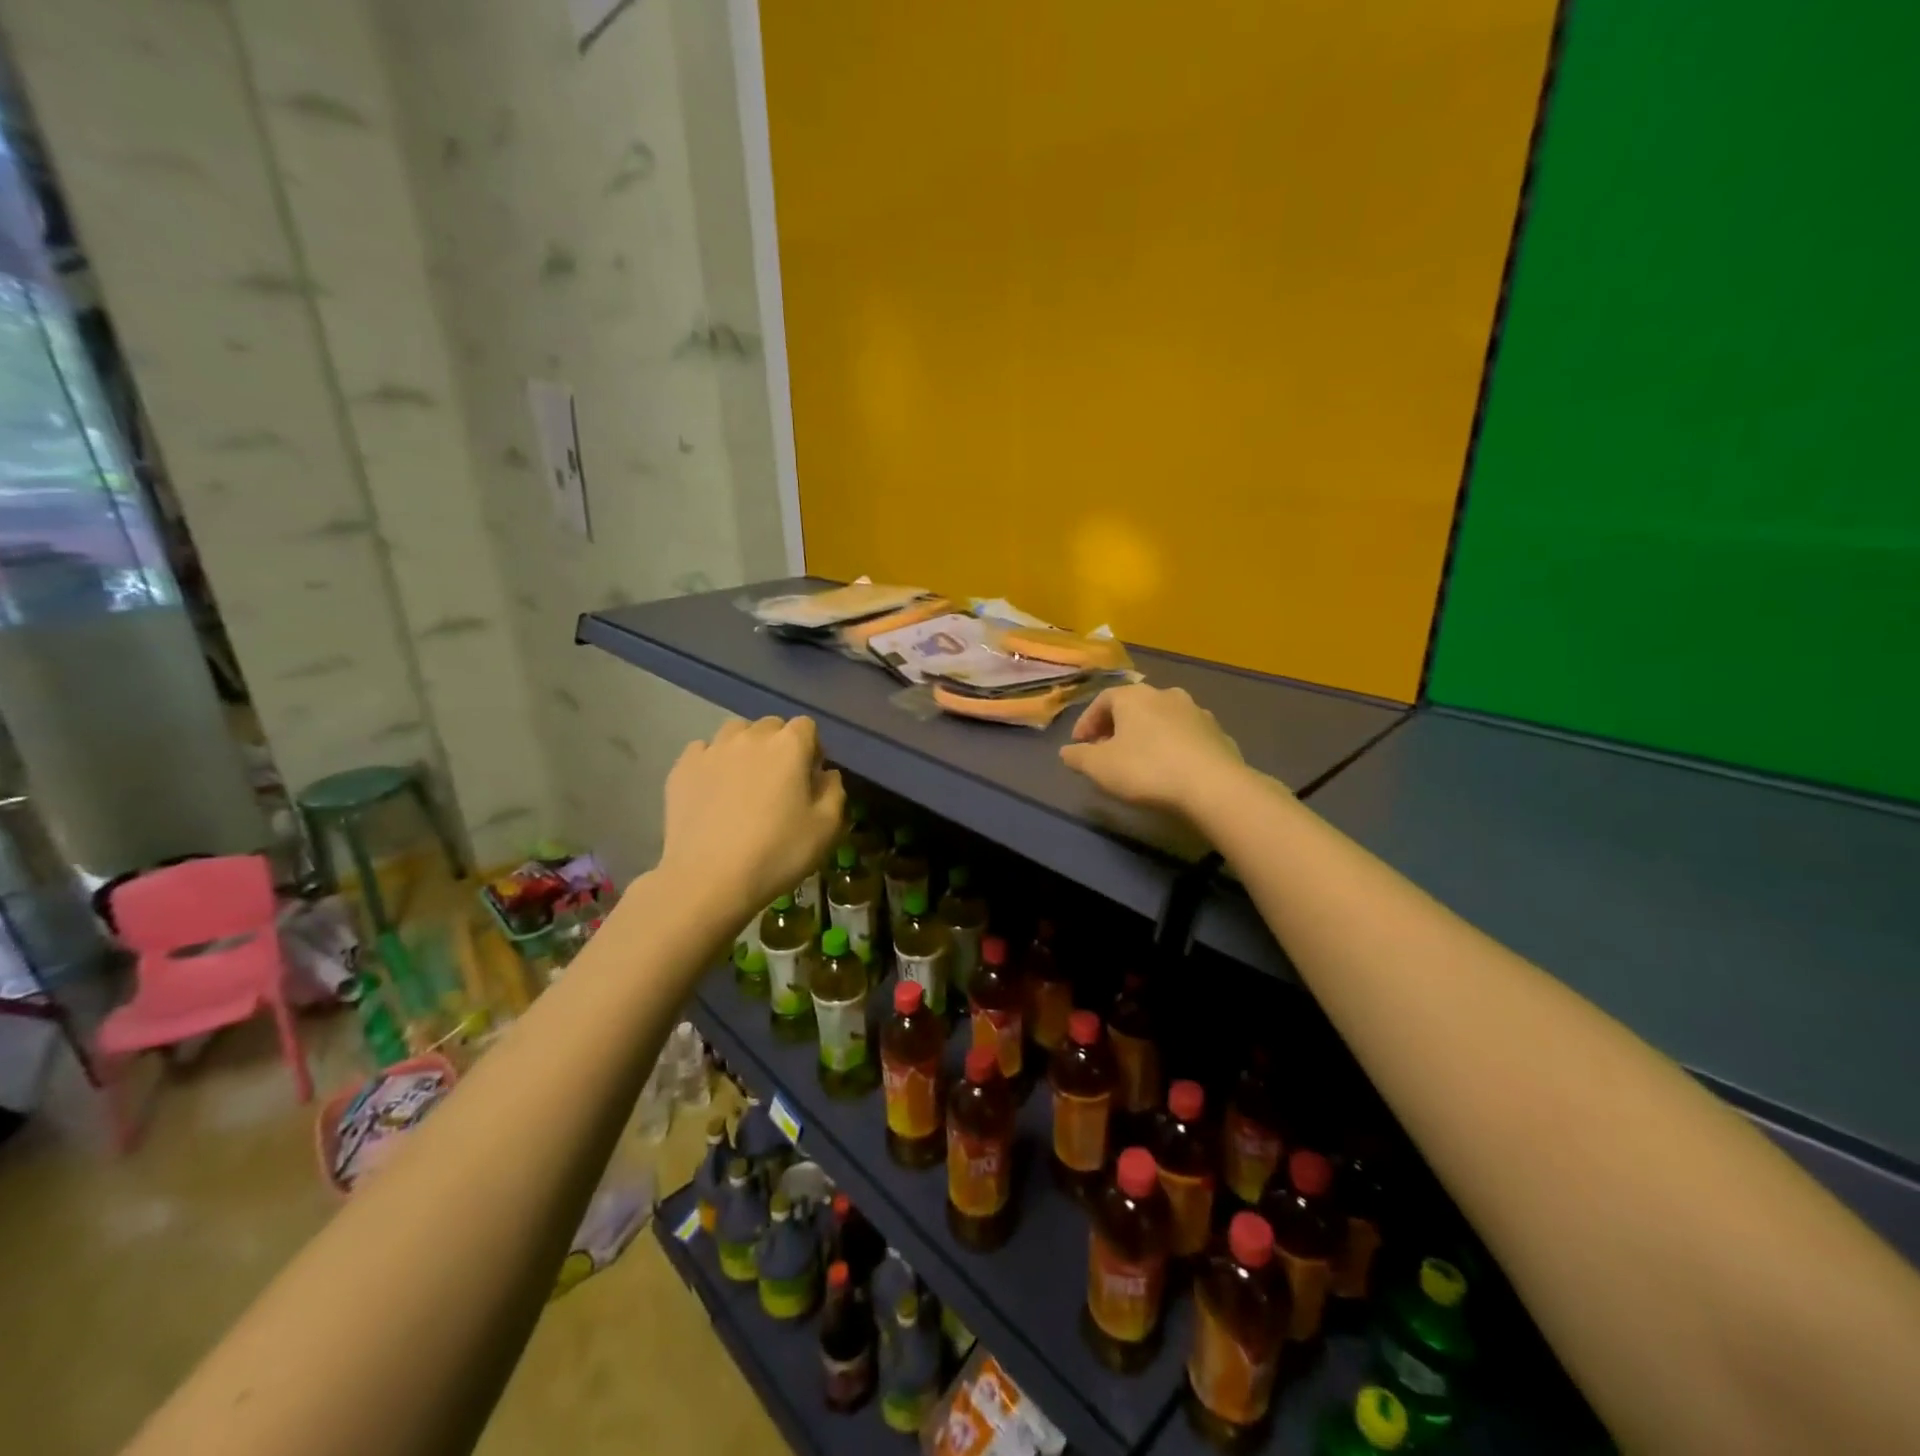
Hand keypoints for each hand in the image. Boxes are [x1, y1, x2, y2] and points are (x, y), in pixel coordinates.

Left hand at [659, 716, 844, 917]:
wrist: (708, 879)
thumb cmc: (777, 852)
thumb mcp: (826, 828)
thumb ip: (834, 792)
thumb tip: (826, 774)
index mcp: (789, 745)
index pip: (806, 726)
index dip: (812, 749)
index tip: (810, 777)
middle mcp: (750, 737)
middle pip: (771, 726)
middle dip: (779, 746)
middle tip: (778, 782)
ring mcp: (712, 749)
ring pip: (735, 733)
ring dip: (745, 748)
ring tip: (744, 781)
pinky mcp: (682, 768)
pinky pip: (703, 751)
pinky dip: (712, 762)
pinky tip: (713, 790)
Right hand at [1059, 685, 1248, 814]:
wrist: (1213, 786)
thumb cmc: (1146, 769)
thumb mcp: (1099, 767)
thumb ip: (1078, 757)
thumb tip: (1066, 751)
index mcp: (1134, 696)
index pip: (1102, 700)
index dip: (1087, 722)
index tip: (1079, 745)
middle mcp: (1166, 695)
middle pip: (1133, 707)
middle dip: (1116, 727)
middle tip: (1106, 751)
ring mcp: (1197, 712)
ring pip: (1162, 719)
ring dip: (1146, 735)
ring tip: (1139, 760)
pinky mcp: (1218, 734)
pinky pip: (1186, 736)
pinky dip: (1172, 747)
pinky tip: (1170, 768)